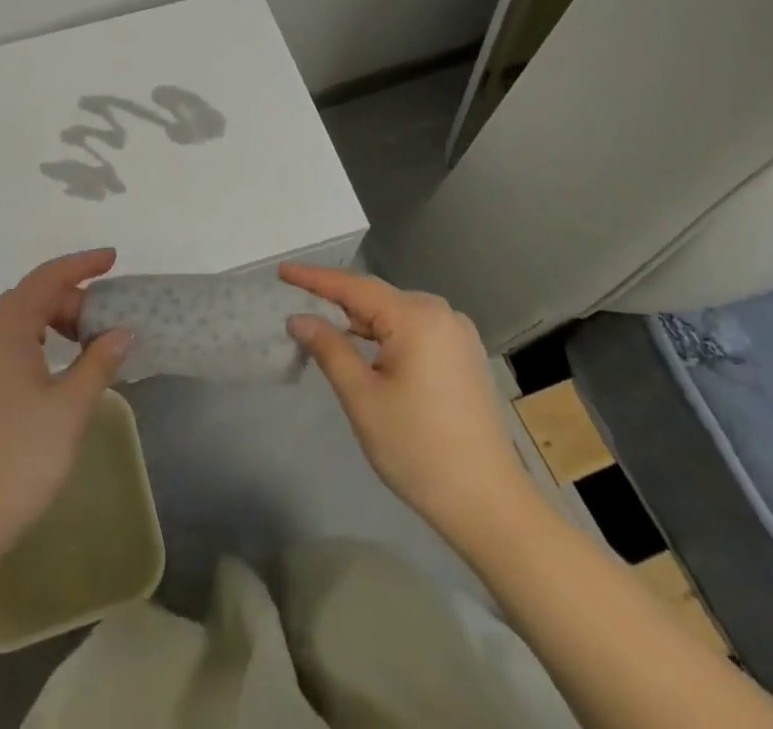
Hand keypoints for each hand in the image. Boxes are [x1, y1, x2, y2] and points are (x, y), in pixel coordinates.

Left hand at [0, 250, 133, 569]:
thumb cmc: (18, 459)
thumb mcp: (70, 408)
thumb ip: (99, 361)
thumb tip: (122, 330)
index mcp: (4, 329)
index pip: (47, 278)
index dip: (81, 264)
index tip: (113, 259)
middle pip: (30, 298)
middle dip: (71, 300)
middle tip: (106, 323)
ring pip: (15, 324)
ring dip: (52, 323)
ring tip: (84, 344)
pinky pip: (2, 347)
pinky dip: (33, 343)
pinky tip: (50, 371)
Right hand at [281, 262, 528, 534]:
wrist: (489, 503)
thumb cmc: (419, 450)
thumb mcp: (363, 399)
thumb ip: (329, 349)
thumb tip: (300, 318)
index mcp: (417, 317)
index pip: (354, 287)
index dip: (315, 278)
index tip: (283, 270)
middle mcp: (441, 314)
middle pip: (376, 297)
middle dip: (336, 300)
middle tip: (297, 301)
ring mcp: (457, 334)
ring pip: (395, 314)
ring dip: (360, 320)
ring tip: (324, 326)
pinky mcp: (463, 355)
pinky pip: (413, 330)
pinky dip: (384, 334)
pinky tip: (366, 348)